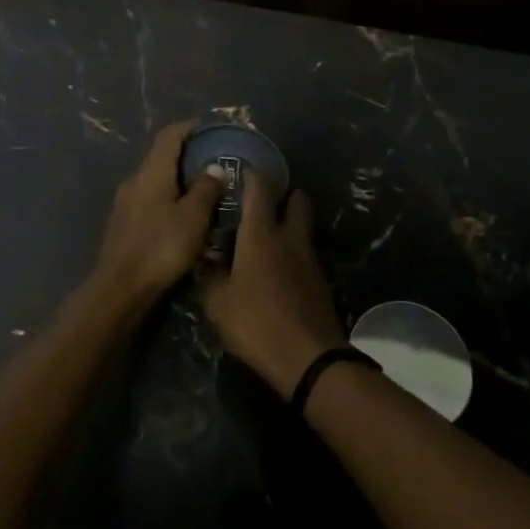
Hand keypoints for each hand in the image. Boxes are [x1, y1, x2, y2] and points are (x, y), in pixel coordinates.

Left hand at [90, 120, 224, 303]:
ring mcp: (125, 203)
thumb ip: (206, 189)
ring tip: (203, 191)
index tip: (209, 128)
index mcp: (151, 172)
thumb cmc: (161, 247)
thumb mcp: (194, 217)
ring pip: (155, 180)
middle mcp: (134, 180)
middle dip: (186, 155)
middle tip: (214, 162)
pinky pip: (149, 200)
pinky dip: (168, 199)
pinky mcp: (123, 224)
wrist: (121, 288)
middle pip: (161, 157)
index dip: (189, 127)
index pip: (169, 135)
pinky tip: (183, 216)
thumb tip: (213, 168)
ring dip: (177, 180)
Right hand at [201, 172, 345, 396]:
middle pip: (297, 200)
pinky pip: (306, 254)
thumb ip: (211, 275)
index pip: (259, 189)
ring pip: (304, 228)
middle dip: (285, 195)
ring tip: (269, 238)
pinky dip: (295, 253)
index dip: (251, 175)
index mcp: (261, 234)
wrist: (308, 357)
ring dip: (291, 225)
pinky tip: (280, 270)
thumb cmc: (256, 323)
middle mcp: (289, 237)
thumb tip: (208, 259)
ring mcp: (310, 258)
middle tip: (265, 203)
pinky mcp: (321, 280)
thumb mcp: (218, 303)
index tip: (242, 171)